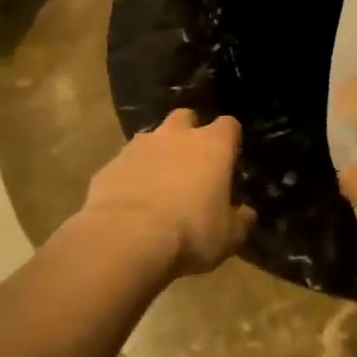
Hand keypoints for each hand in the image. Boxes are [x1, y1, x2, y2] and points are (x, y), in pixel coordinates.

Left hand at [82, 109, 252, 276]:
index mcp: (212, 146)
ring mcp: (139, 146)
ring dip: (157, 154)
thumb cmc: (189, 232)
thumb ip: (240, 221)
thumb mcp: (227, 237)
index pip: (229, 125)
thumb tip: (246, 214)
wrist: (124, 239)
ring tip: (158, 184)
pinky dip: (130, 176)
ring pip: (152, 138)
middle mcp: (176, 136)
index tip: (229, 159)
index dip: (229, 139)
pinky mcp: (110, 165)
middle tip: (190, 162)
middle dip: (188, 133)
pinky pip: (125, 164)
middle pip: (185, 117)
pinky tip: (130, 202)